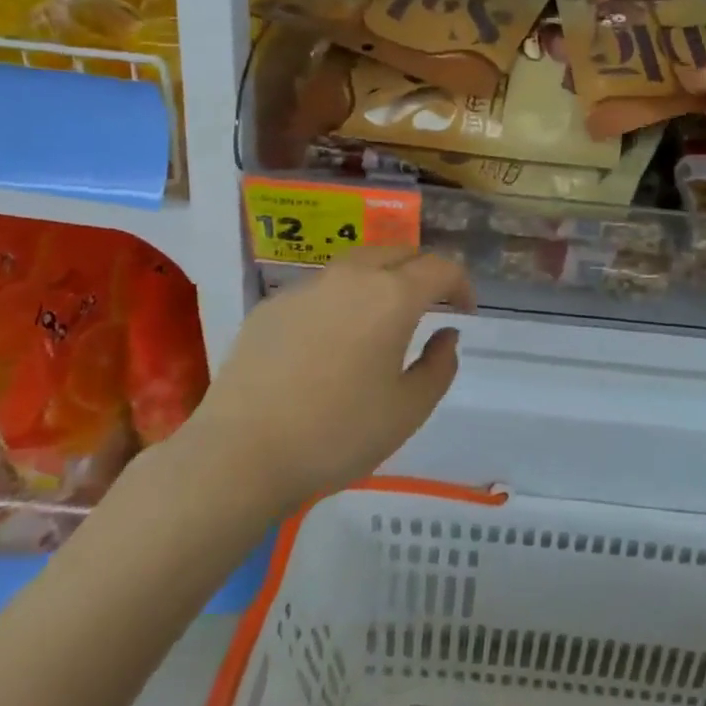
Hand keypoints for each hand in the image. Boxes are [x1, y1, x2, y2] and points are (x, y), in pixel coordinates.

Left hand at [176, 247, 473, 509]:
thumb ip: (439, 366)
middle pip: (398, 252)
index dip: (461, 283)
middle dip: (422, 270)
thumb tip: (445, 334)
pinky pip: (320, 289)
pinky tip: (331, 341)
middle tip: (430, 303)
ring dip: (381, 278)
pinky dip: (341, 299)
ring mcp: (307, 287)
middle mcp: (351, 277)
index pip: (440, 267)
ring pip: (357, 264)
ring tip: (382, 317)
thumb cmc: (337, 434)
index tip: (465, 310)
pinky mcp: (272, 305)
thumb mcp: (408, 410)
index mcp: (392, 296)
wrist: (240, 454)